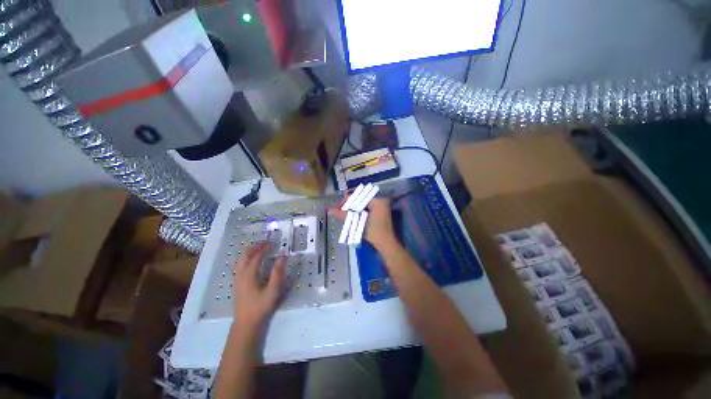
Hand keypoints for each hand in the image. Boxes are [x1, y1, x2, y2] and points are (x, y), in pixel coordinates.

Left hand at [232, 242, 286, 330]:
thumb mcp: (273, 290)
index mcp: (249, 274)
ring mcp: (238, 279)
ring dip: (250, 252)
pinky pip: (240, 265)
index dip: (264, 248)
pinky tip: (253, 261)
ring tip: (259, 248)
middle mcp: (241, 274)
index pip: (256, 256)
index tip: (273, 243)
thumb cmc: (260, 306)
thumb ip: (278, 272)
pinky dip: (247, 258)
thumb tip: (283, 256)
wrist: (246, 323)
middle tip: (265, 242)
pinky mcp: (238, 283)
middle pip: (245, 255)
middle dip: (255, 247)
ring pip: (241, 260)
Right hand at [331, 195, 397, 251]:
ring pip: (363, 204)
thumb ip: (345, 214)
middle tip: (338, 208)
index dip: (347, 200)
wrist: (386, 244)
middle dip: (349, 204)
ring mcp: (381, 206)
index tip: (337, 205)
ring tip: (342, 211)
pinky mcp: (379, 211)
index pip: (359, 196)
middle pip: (361, 199)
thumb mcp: (359, 222)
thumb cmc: (375, 232)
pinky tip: (350, 213)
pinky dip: (358, 210)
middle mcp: (380, 200)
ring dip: (353, 207)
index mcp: (378, 200)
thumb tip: (331, 210)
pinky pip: (366, 207)